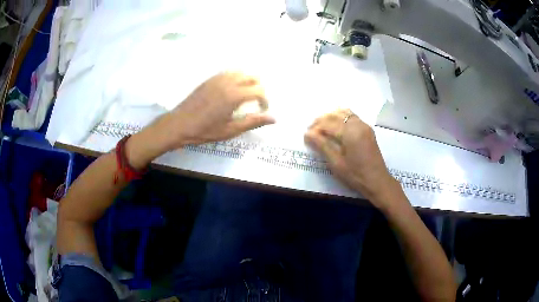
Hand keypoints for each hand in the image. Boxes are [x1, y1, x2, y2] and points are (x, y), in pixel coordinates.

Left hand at [126, 72, 274, 167]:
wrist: (179, 124)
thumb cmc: (204, 130)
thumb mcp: (230, 130)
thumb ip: (253, 122)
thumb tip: (274, 118)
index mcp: (234, 95)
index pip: (259, 90)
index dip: (265, 100)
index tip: (262, 110)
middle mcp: (228, 82)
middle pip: (252, 77)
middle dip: (259, 88)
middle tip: (256, 102)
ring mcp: (218, 78)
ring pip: (241, 72)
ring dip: (248, 81)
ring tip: (245, 95)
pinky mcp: (210, 79)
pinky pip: (228, 73)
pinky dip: (236, 78)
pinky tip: (232, 90)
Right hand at [304, 109, 403, 209]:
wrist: (377, 181)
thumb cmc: (355, 175)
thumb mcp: (336, 162)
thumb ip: (322, 145)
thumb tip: (308, 134)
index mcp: (350, 132)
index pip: (327, 124)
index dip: (315, 129)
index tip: (306, 136)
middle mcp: (357, 124)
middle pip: (335, 115)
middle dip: (321, 120)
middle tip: (311, 131)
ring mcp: (364, 126)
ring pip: (344, 113)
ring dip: (331, 117)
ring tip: (322, 127)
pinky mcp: (367, 130)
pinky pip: (352, 117)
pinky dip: (341, 118)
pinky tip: (336, 126)